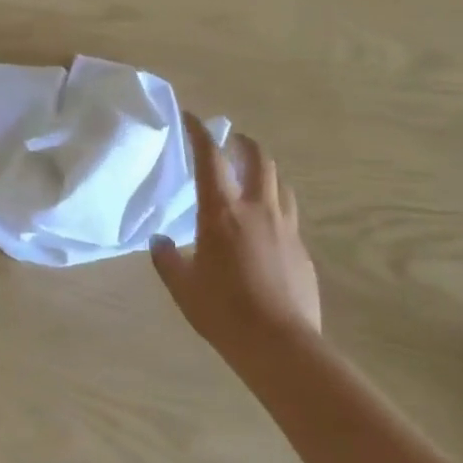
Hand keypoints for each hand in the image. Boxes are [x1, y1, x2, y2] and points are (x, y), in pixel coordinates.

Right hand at [152, 116, 320, 366]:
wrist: (280, 346)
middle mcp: (257, 210)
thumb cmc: (224, 311)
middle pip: (258, 159)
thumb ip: (167, 258)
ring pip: (280, 184)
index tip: (191, 116)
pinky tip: (266, 228)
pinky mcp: (302, 251)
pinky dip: (276, 207)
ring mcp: (286, 228)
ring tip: (252, 178)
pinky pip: (290, 216)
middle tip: (231, 142)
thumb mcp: (183, 286)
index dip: (199, 132)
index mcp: (222, 212)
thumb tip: (159, 240)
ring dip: (265, 172)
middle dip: (243, 143)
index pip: (210, 157)